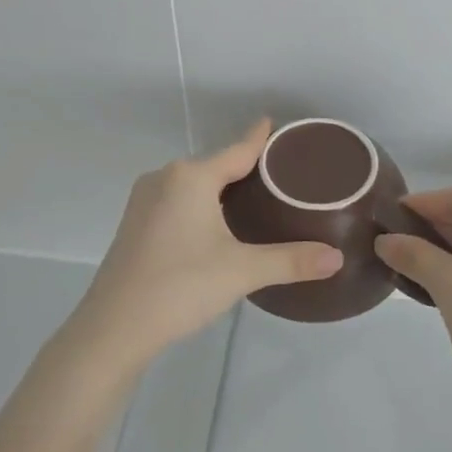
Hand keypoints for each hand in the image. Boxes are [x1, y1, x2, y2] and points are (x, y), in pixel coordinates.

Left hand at [67, 120, 343, 368]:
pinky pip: (177, 202)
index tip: (274, 123)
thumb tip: (337, 258)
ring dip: (220, 189)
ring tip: (255, 199)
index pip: (237, 151)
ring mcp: (144, 202)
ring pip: (193, 185)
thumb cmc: (181, 286)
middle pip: (215, 166)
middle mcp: (165, 179)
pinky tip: (216, 224)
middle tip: (280, 175)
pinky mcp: (135, 225)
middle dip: (244, 168)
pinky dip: (201, 205)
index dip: (258, 138)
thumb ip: (291, 261)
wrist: (114, 329)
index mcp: (191, 178)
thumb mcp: (242, 271)